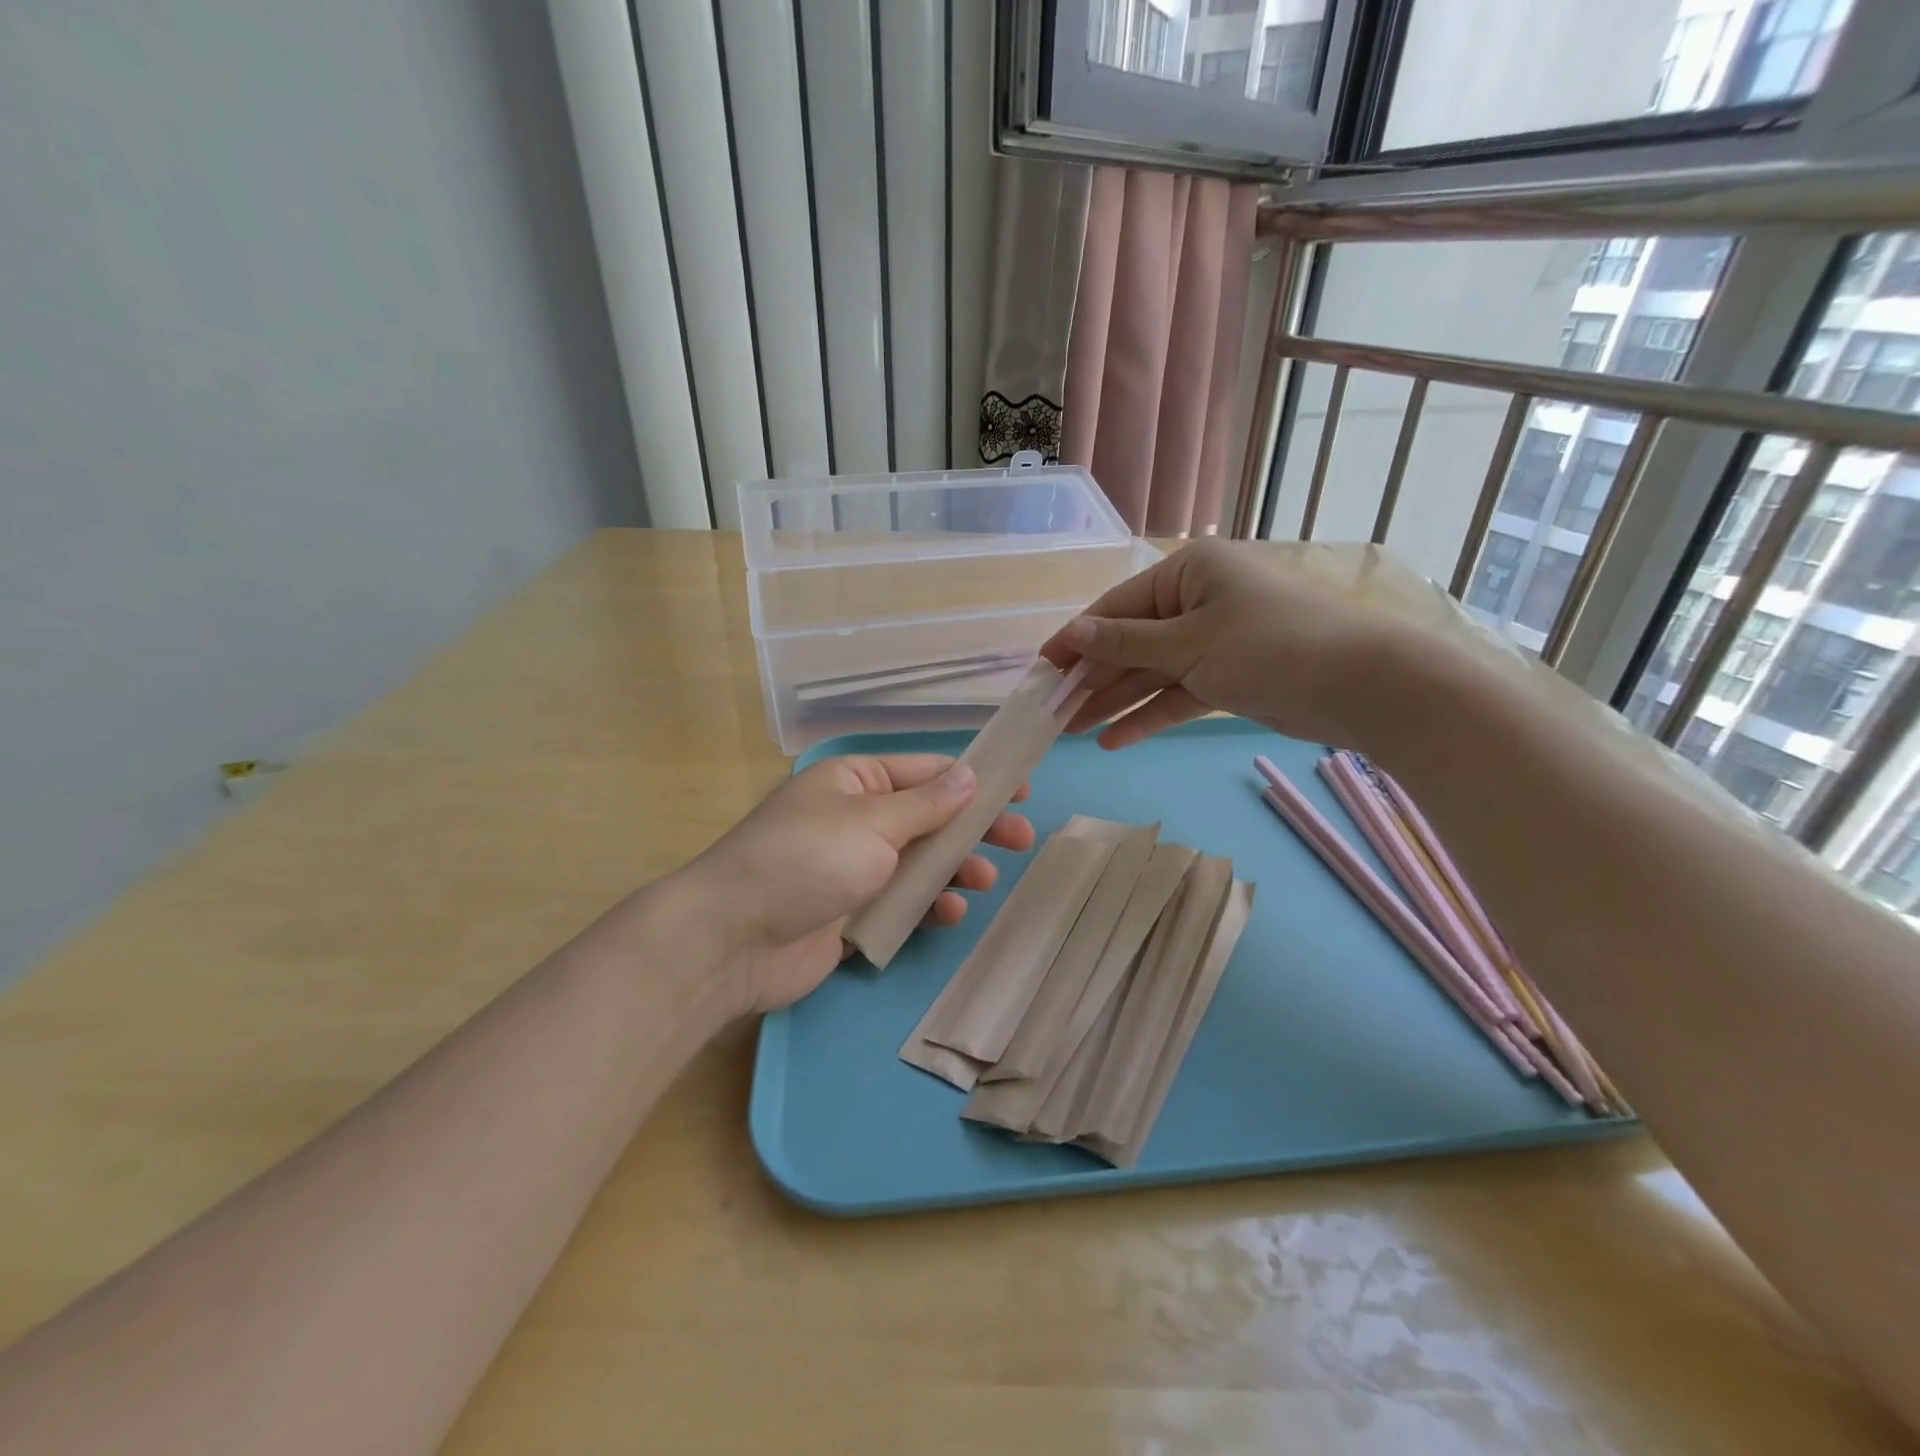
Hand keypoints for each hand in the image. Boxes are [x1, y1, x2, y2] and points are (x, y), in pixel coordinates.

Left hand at [674, 755, 1032, 1014]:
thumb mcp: (872, 822)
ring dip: (954, 869)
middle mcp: (855, 820)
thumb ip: (927, 804)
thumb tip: (969, 773)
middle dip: (972, 828)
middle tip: (1020, 839)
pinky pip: (901, 903)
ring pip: (919, 863)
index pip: (924, 772)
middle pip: (928, 818)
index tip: (1017, 789)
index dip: (972, 779)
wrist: (733, 940)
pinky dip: (927, 905)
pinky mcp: (851, 914)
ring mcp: (853, 869)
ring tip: (985, 879)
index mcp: (854, 782)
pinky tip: (949, 913)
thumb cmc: (805, 860)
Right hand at [1042, 538, 1439, 749]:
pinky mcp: (1229, 676)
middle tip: (1052, 711)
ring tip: (1073, 731)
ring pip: (1152, 672)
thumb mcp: (1189, 643)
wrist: (1361, 685)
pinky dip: (1150, 714)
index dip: (1077, 639)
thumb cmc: (1269, 646)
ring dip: (1115, 701)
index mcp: (1189, 572)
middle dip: (1093, 678)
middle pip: (1131, 642)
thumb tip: (1074, 634)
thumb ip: (1126, 643)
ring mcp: (1214, 640)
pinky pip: (1178, 694)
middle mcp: (1198, 600)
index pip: (1117, 607)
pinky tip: (1116, 740)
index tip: (1041, 668)